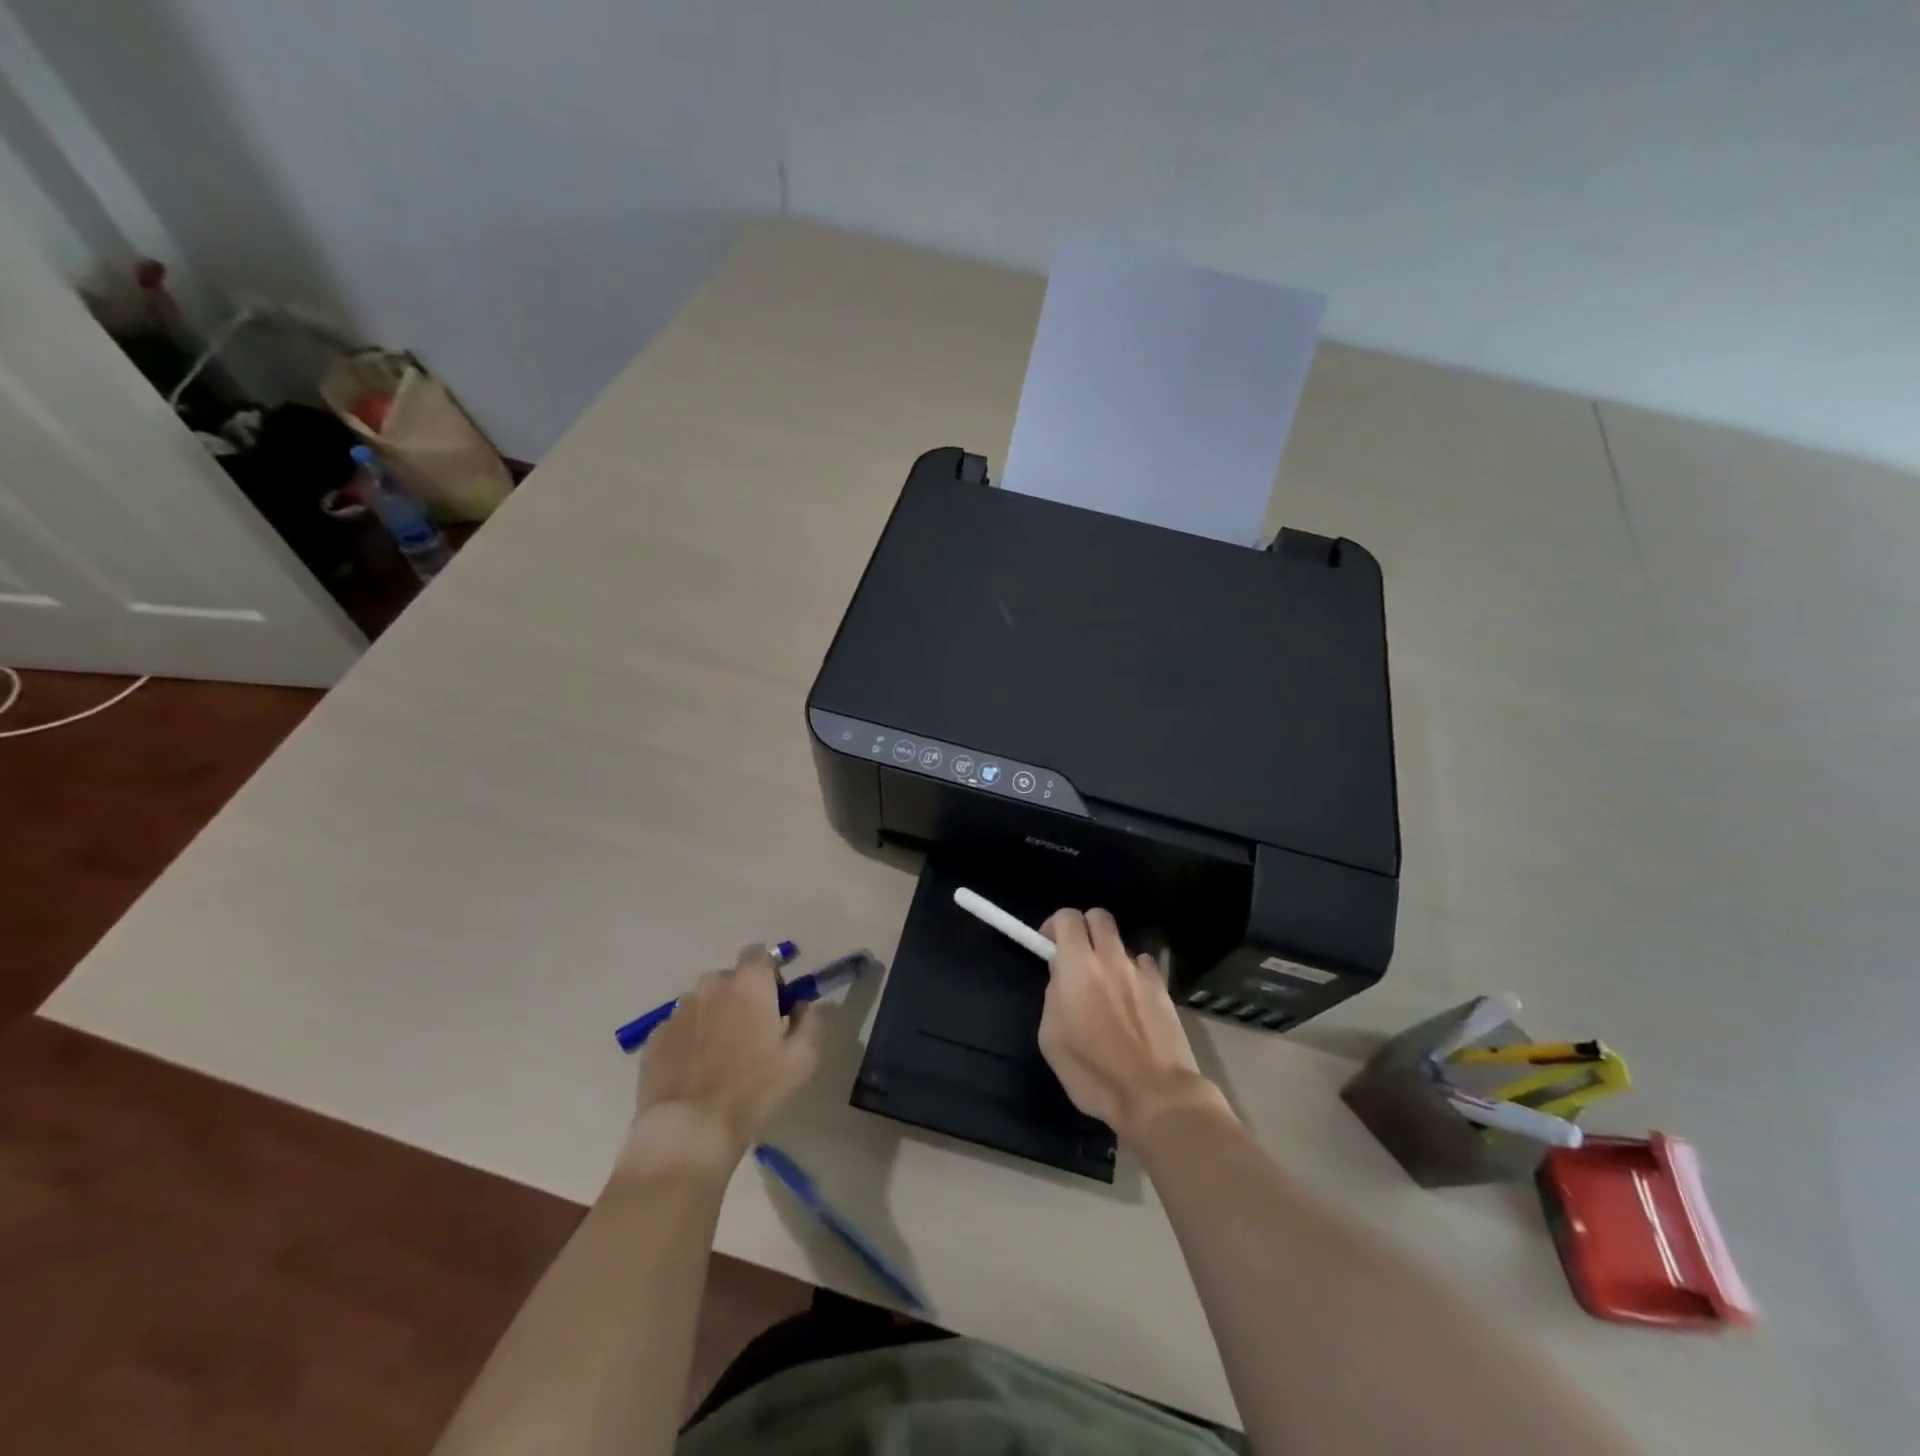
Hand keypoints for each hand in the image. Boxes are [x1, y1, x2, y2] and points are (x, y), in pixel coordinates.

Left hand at [627, 945, 822, 1168]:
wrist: (688, 1131)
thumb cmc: (753, 1091)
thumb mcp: (802, 1059)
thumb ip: (809, 1021)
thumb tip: (801, 1005)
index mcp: (749, 983)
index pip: (760, 953)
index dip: (770, 974)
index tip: (776, 1002)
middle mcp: (711, 985)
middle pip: (731, 979)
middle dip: (742, 997)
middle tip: (752, 1034)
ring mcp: (678, 1011)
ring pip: (704, 1002)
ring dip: (715, 1017)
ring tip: (721, 1057)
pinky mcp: (654, 1037)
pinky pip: (681, 1028)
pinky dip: (691, 1040)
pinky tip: (696, 1072)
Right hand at [1037, 908, 1232, 1144]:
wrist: (1154, 1094)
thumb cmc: (1092, 1071)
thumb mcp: (1051, 1037)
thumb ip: (1053, 995)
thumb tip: (1062, 976)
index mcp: (1078, 966)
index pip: (1067, 917)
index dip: (1054, 925)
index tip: (1048, 947)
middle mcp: (1110, 959)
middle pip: (1099, 916)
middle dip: (1085, 928)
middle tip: (1076, 957)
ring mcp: (1140, 972)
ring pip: (1122, 942)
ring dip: (1109, 954)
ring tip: (1106, 986)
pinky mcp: (1163, 989)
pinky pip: (1144, 965)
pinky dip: (1134, 973)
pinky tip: (1132, 999)